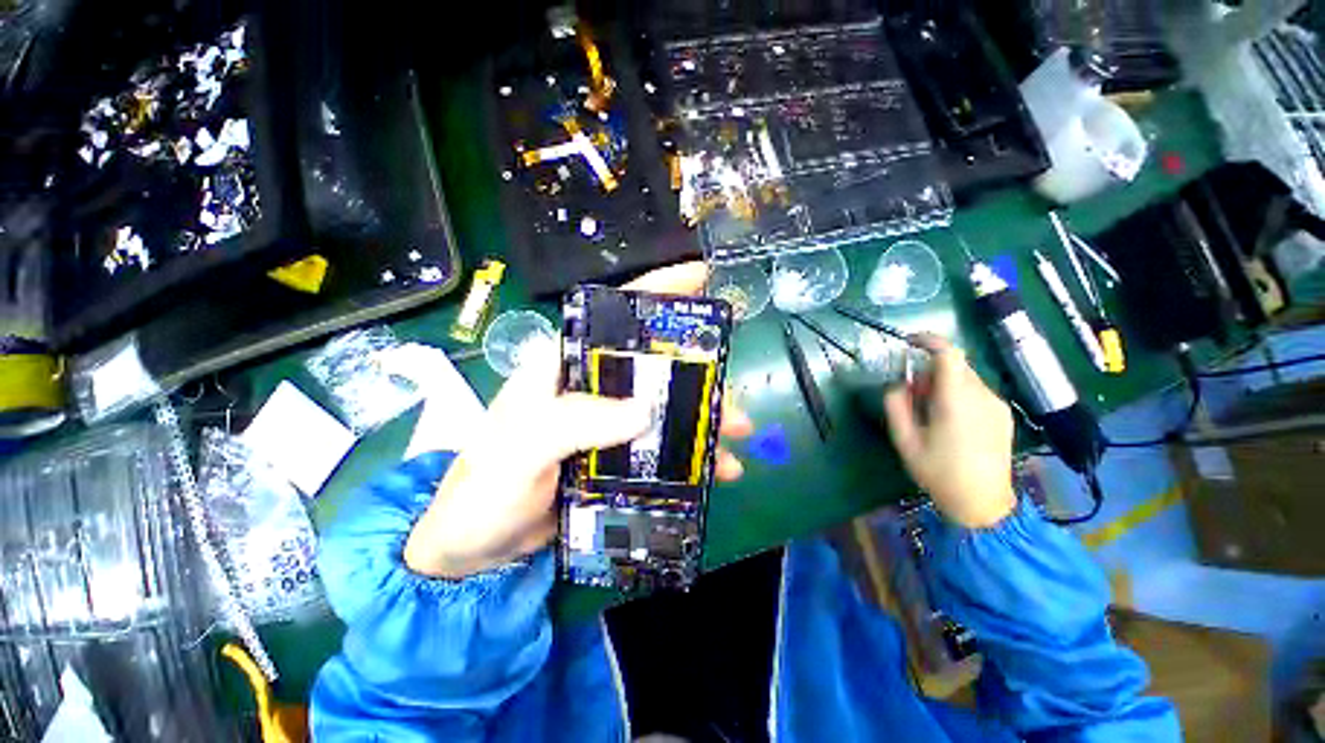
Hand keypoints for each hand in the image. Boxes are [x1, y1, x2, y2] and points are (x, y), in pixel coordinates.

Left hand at [404, 262, 753, 578]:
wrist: (474, 545)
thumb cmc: (485, 488)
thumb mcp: (523, 447)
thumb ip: (576, 422)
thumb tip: (645, 409)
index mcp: (564, 366)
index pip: (614, 315)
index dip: (658, 292)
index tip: (702, 278)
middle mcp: (590, 386)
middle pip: (653, 367)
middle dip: (698, 377)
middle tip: (732, 398)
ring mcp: (606, 422)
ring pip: (664, 409)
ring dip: (701, 422)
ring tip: (736, 438)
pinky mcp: (614, 455)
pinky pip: (660, 447)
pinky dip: (690, 457)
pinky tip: (717, 471)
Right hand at [883, 335, 1016, 528]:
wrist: (983, 504)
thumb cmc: (938, 472)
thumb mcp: (904, 440)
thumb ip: (896, 405)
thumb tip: (898, 383)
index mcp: (956, 401)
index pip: (949, 354)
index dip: (929, 341)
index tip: (909, 342)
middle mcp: (982, 396)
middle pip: (955, 366)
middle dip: (929, 371)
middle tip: (912, 394)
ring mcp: (996, 405)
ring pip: (965, 378)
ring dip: (943, 384)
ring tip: (930, 412)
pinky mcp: (1003, 415)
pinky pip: (976, 392)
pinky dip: (958, 394)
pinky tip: (950, 421)